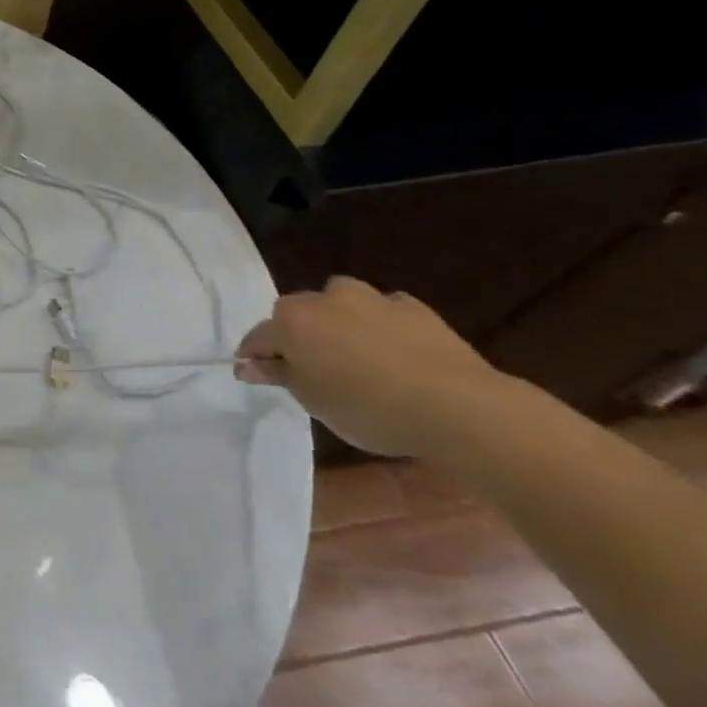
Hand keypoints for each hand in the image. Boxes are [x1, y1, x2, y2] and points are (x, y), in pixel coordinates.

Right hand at [236, 277, 520, 457]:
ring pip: (339, 301)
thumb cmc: (368, 408)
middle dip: (298, 334)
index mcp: (291, 321)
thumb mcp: (312, 401)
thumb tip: (248, 365)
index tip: (259, 375)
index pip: (258, 337)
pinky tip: (393, 350)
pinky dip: (381, 324)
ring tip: (353, 352)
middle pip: (297, 313)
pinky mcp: (413, 307)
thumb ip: (279, 375)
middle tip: (311, 368)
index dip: (255, 357)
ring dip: (338, 320)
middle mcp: (324, 299)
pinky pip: (384, 310)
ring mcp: (371, 298)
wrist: (458, 406)